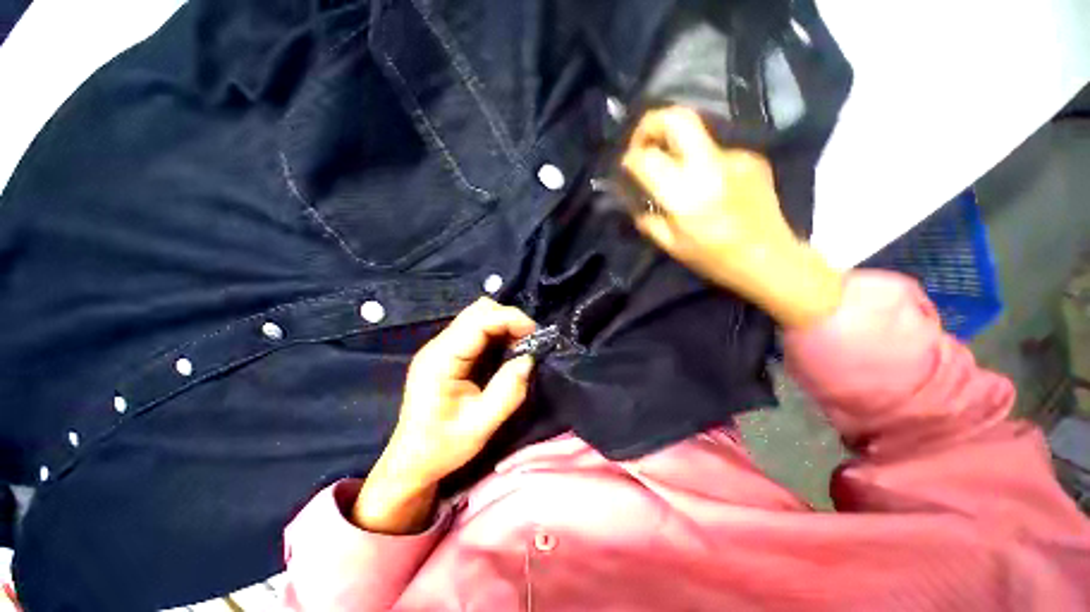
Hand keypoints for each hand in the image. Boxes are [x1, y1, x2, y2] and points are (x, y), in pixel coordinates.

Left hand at [353, 298, 536, 532]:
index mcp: (441, 359)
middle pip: (478, 311)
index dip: (510, 319)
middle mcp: (438, 345)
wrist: (412, 460)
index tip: (535, 334)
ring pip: (478, 317)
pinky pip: (476, 331)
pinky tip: (505, 352)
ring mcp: (441, 347)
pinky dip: (497, 334)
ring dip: (504, 326)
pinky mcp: (447, 353)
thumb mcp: (481, 426)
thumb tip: (529, 359)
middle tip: (528, 343)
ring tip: (520, 348)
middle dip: (509, 320)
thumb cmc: (442, 447)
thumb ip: (508, 391)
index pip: (479, 320)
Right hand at [621, 107, 841, 327]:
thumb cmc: (715, 259)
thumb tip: (637, 204)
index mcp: (686, 194)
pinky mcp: (751, 157)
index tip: (626, 167)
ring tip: (676, 175)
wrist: (771, 258)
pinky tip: (708, 186)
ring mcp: (735, 157)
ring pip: (696, 135)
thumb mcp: (672, 246)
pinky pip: (715, 153)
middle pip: (677, 118)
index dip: (630, 158)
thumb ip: (649, 221)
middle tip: (642, 143)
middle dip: (651, 124)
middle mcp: (710, 166)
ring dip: (677, 148)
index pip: (647, 159)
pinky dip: (701, 163)